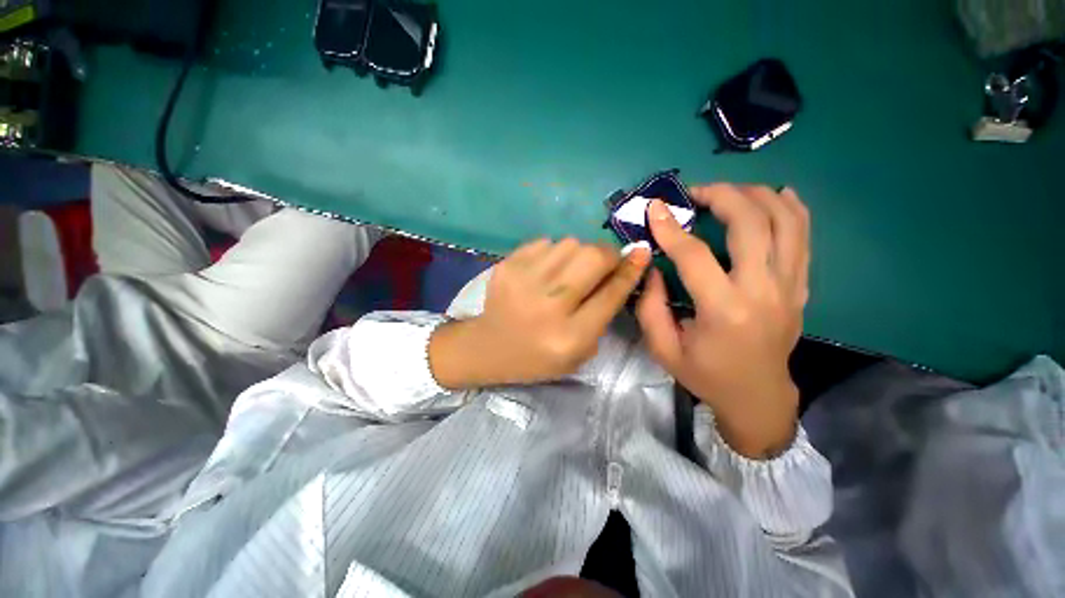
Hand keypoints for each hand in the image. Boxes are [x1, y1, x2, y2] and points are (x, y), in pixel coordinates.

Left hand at [430, 238, 651, 388]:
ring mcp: (524, 281)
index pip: (611, 293)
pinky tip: (547, 269)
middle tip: (606, 261)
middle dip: (608, 254)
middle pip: (593, 258)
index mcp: (570, 336)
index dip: (631, 270)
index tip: (641, 253)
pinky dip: (554, 252)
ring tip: (572, 269)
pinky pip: (545, 242)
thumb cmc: (539, 356)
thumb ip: (603, 314)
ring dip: (580, 253)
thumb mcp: (580, 351)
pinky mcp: (507, 265)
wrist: (489, 346)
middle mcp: (549, 305)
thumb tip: (622, 270)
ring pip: (570, 243)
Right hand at [636, 185, 809, 458]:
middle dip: (721, 196)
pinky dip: (792, 208)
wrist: (757, 396)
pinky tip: (777, 194)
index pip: (695, 255)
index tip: (655, 208)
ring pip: (785, 222)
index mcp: (723, 311)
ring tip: (728, 191)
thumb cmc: (705, 374)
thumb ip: (649, 306)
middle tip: (695, 192)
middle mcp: (763, 291)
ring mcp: (789, 287)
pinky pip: (804, 236)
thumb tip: (651, 267)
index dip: (670, 228)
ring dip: (756, 196)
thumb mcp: (662, 348)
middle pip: (751, 224)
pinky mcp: (800, 286)